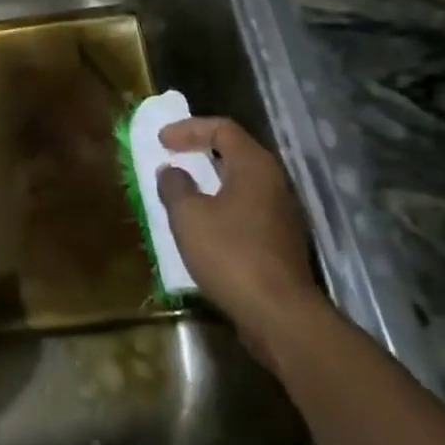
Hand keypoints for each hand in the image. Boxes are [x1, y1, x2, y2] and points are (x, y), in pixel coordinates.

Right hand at [156, 117, 324, 364]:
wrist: (280, 316)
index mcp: (255, 165)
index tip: (162, 141)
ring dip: (211, 181)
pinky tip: (204, 225)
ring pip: (242, 182)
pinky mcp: (281, 241)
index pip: (222, 128)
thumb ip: (175, 187)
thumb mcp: (189, 217)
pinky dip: (222, 206)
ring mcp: (282, 212)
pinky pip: (247, 208)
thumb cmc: (231, 255)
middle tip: (173, 157)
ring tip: (184, 190)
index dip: (189, 129)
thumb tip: (171, 171)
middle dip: (201, 151)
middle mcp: (274, 181)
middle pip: (235, 152)